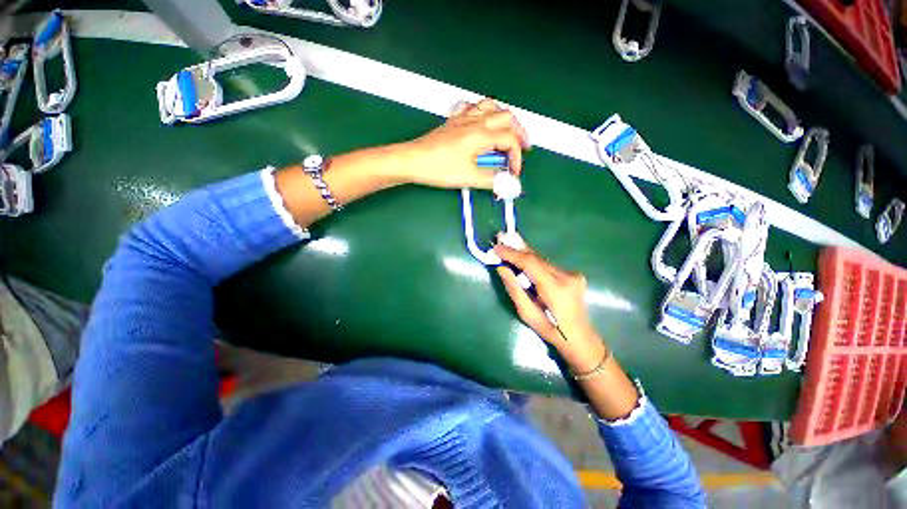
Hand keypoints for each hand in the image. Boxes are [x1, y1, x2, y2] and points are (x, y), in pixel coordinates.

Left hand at [400, 98, 530, 189]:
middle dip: (519, 133)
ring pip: (492, 107)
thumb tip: (507, 184)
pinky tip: (482, 121)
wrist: (413, 160)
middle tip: (523, 147)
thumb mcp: (468, 178)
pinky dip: (483, 112)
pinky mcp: (454, 121)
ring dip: (505, 119)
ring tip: (509, 131)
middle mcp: (475, 121)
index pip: (511, 140)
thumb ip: (492, 180)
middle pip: (507, 117)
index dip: (517, 157)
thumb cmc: (437, 167)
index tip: (513, 173)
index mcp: (481, 134)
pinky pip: (473, 107)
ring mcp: (463, 118)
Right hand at [494, 243, 606, 371]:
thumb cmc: (550, 330)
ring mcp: (573, 274)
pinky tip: (523, 259)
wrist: (580, 337)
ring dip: (524, 255)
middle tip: (500, 239)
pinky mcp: (573, 274)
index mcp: (556, 289)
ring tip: (508, 246)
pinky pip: (547, 265)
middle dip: (516, 250)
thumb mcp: (527, 314)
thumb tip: (502, 268)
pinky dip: (533, 262)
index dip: (512, 254)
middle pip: (536, 258)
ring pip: (542, 260)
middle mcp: (567, 276)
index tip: (496, 247)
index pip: (531, 263)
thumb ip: (514, 289)